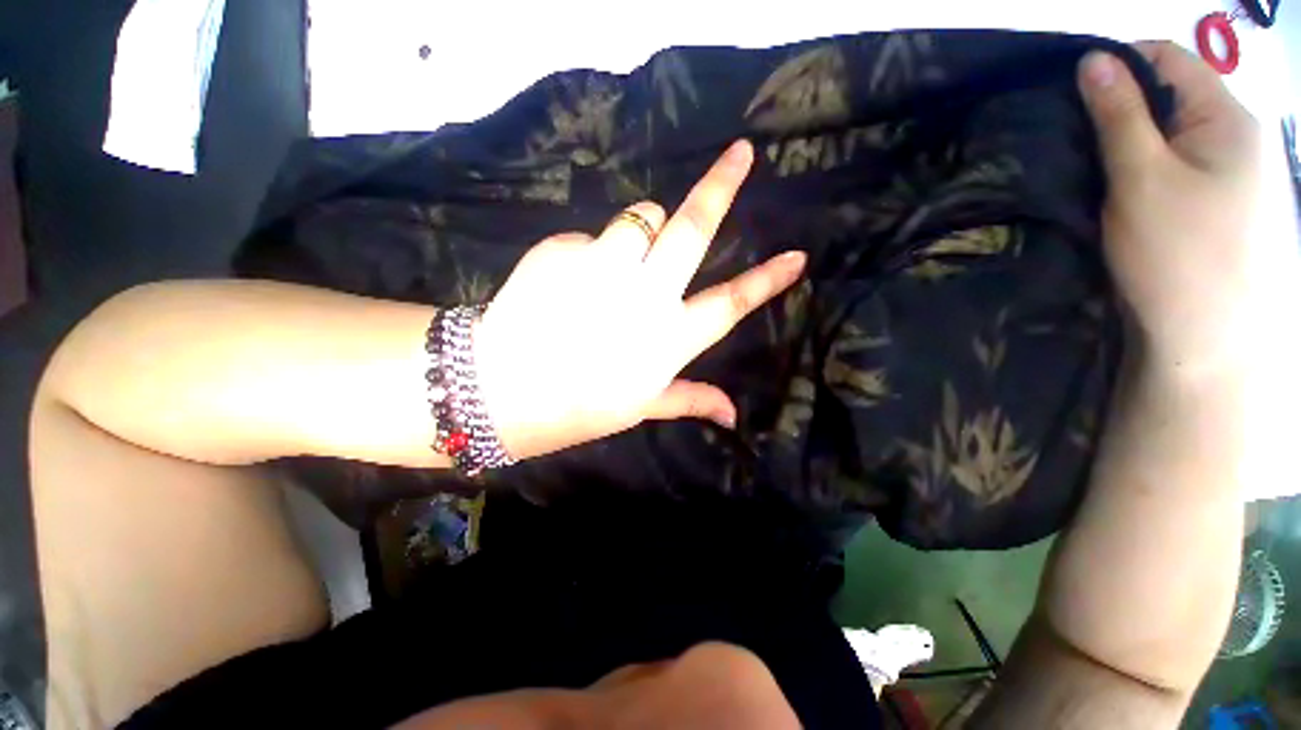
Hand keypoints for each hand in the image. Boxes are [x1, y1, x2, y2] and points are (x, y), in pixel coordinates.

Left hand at [472, 141, 806, 459]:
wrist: (504, 388)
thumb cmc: (578, 406)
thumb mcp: (640, 406)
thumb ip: (689, 399)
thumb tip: (732, 414)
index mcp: (668, 338)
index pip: (730, 304)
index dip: (766, 281)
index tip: (797, 257)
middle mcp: (645, 295)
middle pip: (692, 229)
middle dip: (721, 187)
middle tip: (741, 153)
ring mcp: (604, 266)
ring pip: (642, 216)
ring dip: (645, 227)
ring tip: (624, 258)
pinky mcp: (564, 248)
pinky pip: (593, 235)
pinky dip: (593, 251)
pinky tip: (571, 281)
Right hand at [1077, 42, 1261, 375]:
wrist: (1210, 339)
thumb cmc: (1178, 254)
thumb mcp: (1141, 179)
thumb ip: (1120, 115)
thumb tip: (1093, 60)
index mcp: (1227, 117)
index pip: (1169, 59)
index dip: (1119, 64)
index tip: (1071, 92)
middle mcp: (1238, 135)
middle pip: (1174, 97)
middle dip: (1123, 107)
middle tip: (1074, 136)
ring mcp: (1233, 173)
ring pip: (1174, 134)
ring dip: (1133, 142)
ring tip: (1093, 164)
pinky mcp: (1221, 204)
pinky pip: (1180, 166)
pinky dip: (1148, 167)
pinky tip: (1122, 189)